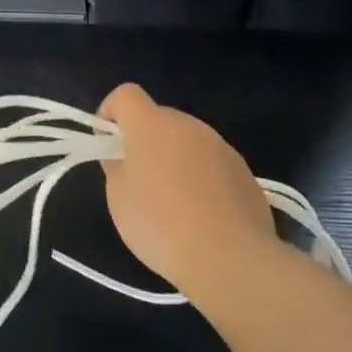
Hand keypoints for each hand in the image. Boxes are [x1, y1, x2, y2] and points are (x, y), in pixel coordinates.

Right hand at [97, 83, 275, 292]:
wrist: (229, 257)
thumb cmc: (160, 223)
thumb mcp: (118, 196)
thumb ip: (116, 165)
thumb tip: (124, 155)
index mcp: (152, 125)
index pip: (125, 94)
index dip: (110, 114)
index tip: (108, 146)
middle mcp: (188, 125)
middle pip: (158, 118)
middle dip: (143, 140)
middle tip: (137, 180)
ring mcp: (221, 146)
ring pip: (187, 141)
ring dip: (174, 159)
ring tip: (172, 203)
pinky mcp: (244, 171)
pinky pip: (211, 164)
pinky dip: (200, 178)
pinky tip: (202, 215)